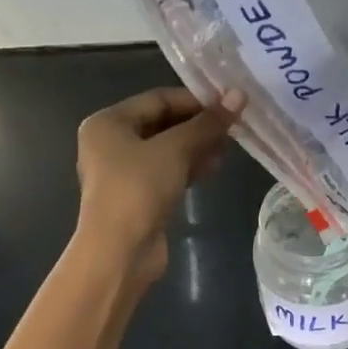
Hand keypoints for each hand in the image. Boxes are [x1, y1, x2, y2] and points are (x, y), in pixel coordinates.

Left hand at [74, 87, 244, 289]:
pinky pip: (167, 170)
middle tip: (233, 125)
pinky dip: (188, 166)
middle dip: (198, 124)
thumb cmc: (139, 188)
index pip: (159, 98)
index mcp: (108, 122)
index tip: (230, 104)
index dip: (196, 99)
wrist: (119, 253)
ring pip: (167, 148)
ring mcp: (122, 171)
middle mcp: (110, 142)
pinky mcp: (137, 195)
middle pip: (163, 122)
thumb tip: (239, 95)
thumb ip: (207, 122)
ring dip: (197, 145)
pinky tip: (214, 167)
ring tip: (228, 146)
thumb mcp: (175, 149)